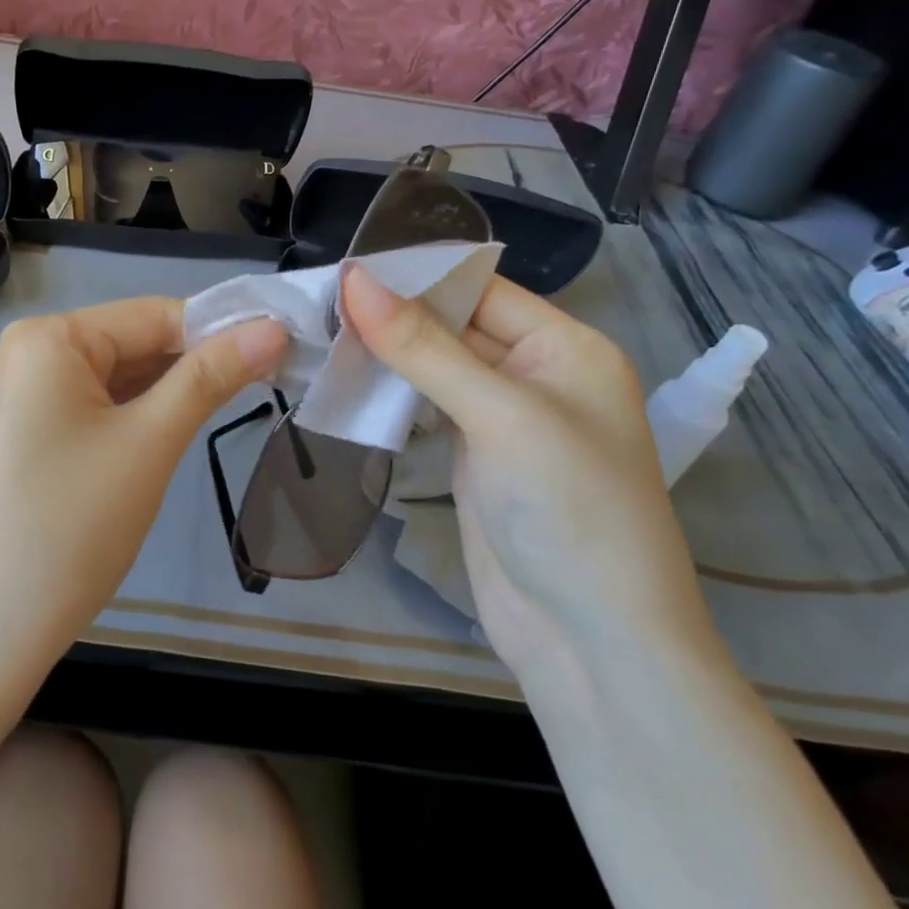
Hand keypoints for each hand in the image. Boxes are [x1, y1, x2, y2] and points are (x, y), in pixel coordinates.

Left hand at [0, 298, 286, 674]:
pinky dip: (138, 414)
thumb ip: (211, 377)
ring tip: (238, 401)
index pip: (154, 315)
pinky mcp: (28, 434)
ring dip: (172, 391)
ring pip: (118, 377)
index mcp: (48, 338)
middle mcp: (29, 353)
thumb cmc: (74, 526)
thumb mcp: (151, 442)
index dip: (222, 329)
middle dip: (198, 362)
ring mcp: (23, 396)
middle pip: (134, 342)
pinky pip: (95, 406)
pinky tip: (175, 429)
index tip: (286, 345)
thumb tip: (273, 327)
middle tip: (274, 378)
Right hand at [341, 266, 713, 677]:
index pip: (480, 288)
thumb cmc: (568, 509)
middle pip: (455, 325)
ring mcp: (502, 419)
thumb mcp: (500, 416)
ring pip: (435, 367)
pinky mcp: (474, 457)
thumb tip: (356, 279)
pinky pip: (428, 408)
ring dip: (385, 355)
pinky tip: (347, 381)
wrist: (590, 641)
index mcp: (564, 347)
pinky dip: (390, 394)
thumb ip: (425, 347)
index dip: (415, 275)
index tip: (343, 268)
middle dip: (393, 315)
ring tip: (319, 334)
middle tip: (318, 302)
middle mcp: (535, 374)